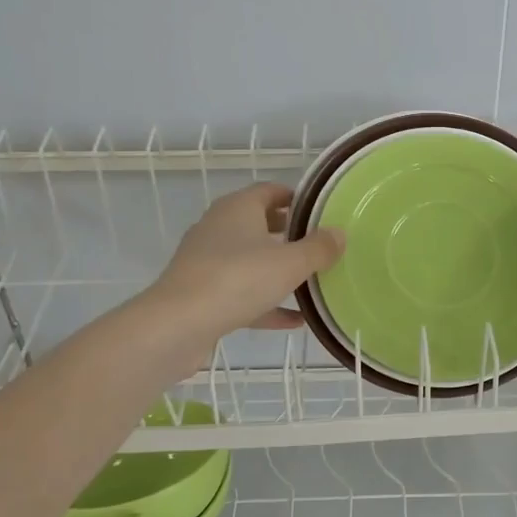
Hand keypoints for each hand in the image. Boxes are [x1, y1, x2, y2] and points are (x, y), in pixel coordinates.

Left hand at [147, 182, 344, 352]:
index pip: (269, 191)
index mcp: (238, 209)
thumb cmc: (237, 279)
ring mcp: (207, 262)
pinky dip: (267, 302)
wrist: (177, 326)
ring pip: (251, 260)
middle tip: (320, 245)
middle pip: (259, 224)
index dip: (295, 198)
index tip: (320, 211)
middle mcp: (219, 228)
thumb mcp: (289, 263)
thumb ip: (318, 248)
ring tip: (311, 281)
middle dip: (289, 234)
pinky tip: (295, 320)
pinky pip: (242, 293)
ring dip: (278, 270)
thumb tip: (339, 233)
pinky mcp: (203, 294)